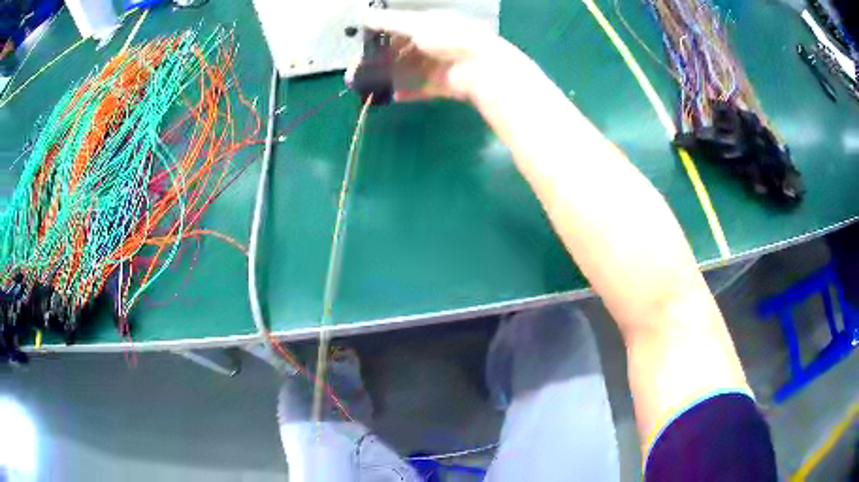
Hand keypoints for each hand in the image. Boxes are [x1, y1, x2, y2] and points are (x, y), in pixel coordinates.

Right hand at [347, 10, 508, 101]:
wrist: (481, 67)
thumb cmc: (448, 37)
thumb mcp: (416, 24)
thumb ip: (389, 21)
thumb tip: (363, 14)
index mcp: (430, 25)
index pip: (401, 30)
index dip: (381, 37)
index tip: (363, 47)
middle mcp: (434, 43)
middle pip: (402, 52)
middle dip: (381, 61)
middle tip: (359, 72)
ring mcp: (439, 65)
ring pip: (409, 71)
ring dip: (389, 77)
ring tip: (368, 85)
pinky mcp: (443, 85)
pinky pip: (420, 87)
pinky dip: (406, 91)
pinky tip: (390, 95)